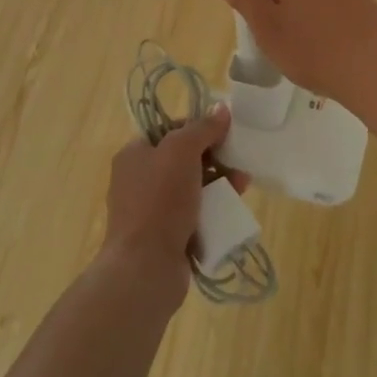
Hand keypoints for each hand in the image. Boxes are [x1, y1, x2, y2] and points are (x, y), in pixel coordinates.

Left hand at [100, 105, 237, 310]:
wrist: (145, 268)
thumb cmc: (159, 200)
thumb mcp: (181, 151)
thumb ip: (202, 128)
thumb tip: (221, 108)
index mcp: (134, 154)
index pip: (170, 130)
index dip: (198, 128)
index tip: (224, 133)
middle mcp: (138, 180)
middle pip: (183, 159)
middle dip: (214, 159)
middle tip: (238, 162)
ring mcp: (151, 211)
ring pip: (192, 188)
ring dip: (218, 184)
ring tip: (242, 187)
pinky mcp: (165, 238)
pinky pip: (193, 216)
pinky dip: (212, 211)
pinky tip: (231, 211)